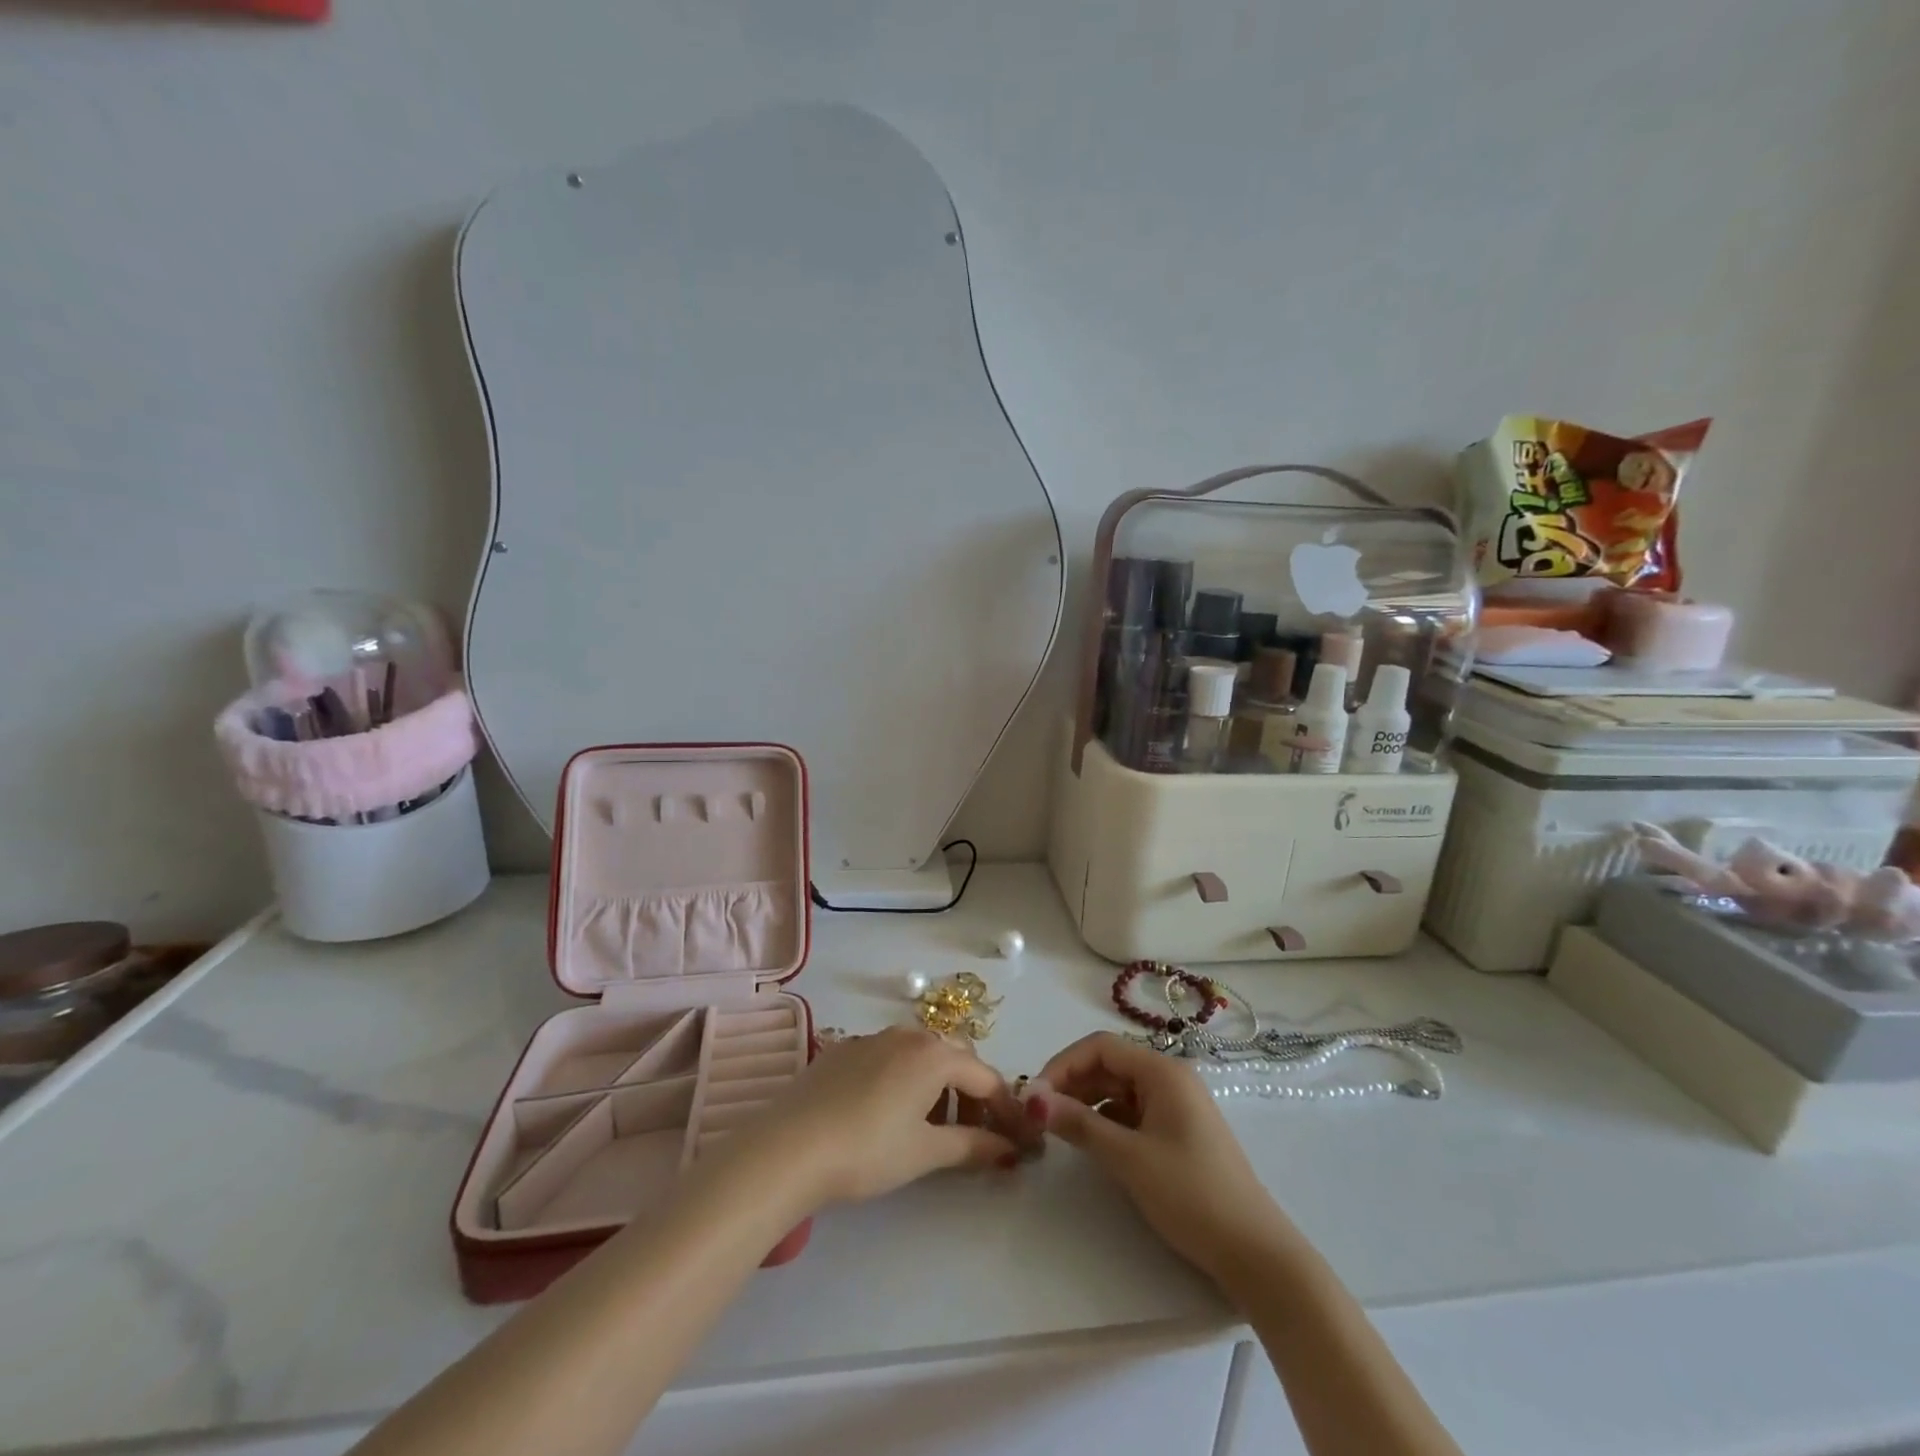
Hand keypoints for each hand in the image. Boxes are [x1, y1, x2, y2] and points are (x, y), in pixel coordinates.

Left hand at [744, 1028, 1037, 1209]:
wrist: (789, 1147)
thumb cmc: (867, 1150)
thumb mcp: (925, 1152)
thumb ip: (971, 1146)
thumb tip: (1008, 1149)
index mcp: (934, 1054)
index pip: (985, 1076)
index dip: (1004, 1108)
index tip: (1017, 1138)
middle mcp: (907, 1035)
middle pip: (954, 1059)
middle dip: (971, 1094)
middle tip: (973, 1134)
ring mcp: (872, 1038)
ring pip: (920, 1056)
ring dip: (938, 1087)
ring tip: (931, 1129)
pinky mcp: (843, 1050)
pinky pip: (889, 1058)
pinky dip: (905, 1081)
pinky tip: (889, 1114)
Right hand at [1029, 1033, 1293, 1283]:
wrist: (1255, 1253)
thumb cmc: (1191, 1194)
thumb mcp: (1129, 1158)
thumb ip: (1080, 1124)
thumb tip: (1033, 1099)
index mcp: (1162, 1071)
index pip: (1100, 1046)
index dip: (1063, 1064)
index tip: (1034, 1095)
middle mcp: (1170, 1078)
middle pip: (1109, 1064)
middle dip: (1071, 1083)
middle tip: (1039, 1115)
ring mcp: (1176, 1104)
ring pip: (1118, 1088)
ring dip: (1086, 1102)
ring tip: (1058, 1129)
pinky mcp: (1178, 1131)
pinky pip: (1132, 1111)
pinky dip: (1107, 1120)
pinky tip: (1091, 1141)